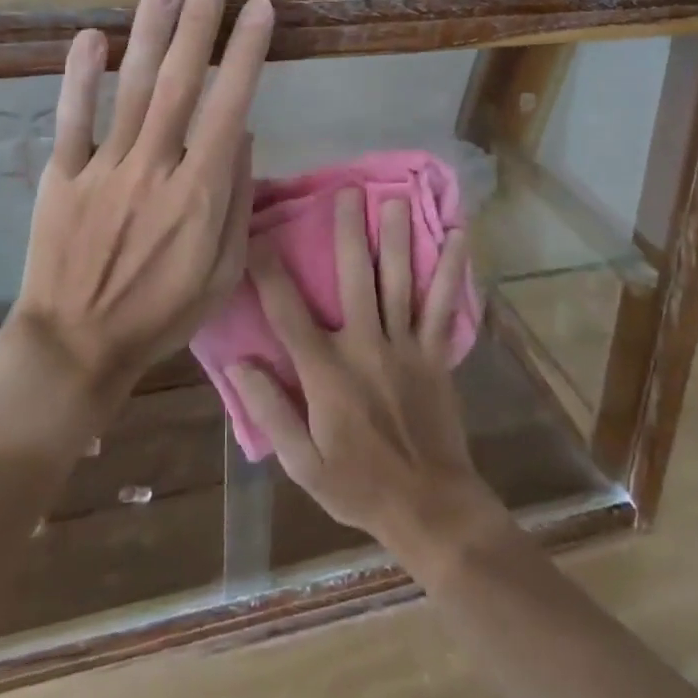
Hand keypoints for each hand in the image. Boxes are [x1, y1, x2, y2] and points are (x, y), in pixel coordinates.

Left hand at [6, 0, 272, 410]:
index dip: (246, 53)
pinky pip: (73, 119)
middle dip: (200, 22)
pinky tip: (91, 36)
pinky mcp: (62, 176)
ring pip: (133, 88)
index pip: (231, 106)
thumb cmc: (161, 313)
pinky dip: (81, 77)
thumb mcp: (224, 272)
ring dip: (150, 31)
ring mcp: (105, 168)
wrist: (76, 346)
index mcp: (200, 192)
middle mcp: (155, 167)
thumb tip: (243, 134)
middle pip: (182, 82)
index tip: (259, 9)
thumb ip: (237, 200)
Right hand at [229, 190, 505, 556]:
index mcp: (326, 372)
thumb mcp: (302, 463)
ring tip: (394, 198)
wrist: (429, 508)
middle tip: (346, 190)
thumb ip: (269, 410)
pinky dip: (452, 270)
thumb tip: (239, 362)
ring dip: (396, 237)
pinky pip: (443, 305)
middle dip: (348, 231)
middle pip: (353, 278)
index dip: (268, 270)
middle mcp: (365, 346)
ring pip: (398, 281)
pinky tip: (459, 235)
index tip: (256, 233)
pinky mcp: (435, 354)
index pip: (288, 311)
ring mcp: (405, 347)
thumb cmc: (358, 486)